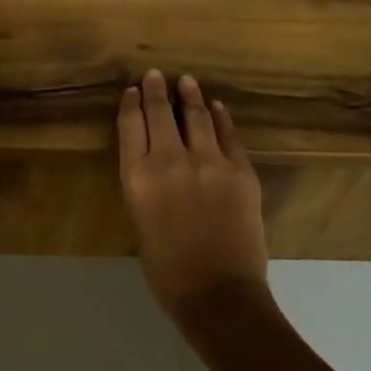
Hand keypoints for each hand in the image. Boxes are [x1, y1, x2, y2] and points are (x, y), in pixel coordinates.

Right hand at [118, 70, 269, 326]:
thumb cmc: (169, 271)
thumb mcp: (140, 222)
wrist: (220, 296)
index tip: (134, 90)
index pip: (131, 126)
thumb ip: (145, 187)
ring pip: (196, 116)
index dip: (132, 104)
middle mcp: (169, 160)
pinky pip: (228, 135)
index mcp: (138, 177)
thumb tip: (156, 165)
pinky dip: (221, 118)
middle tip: (156, 74)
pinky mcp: (240, 171)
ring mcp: (208, 162)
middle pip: (159, 113)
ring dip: (190, 96)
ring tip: (186, 82)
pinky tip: (217, 108)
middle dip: (156, 90)